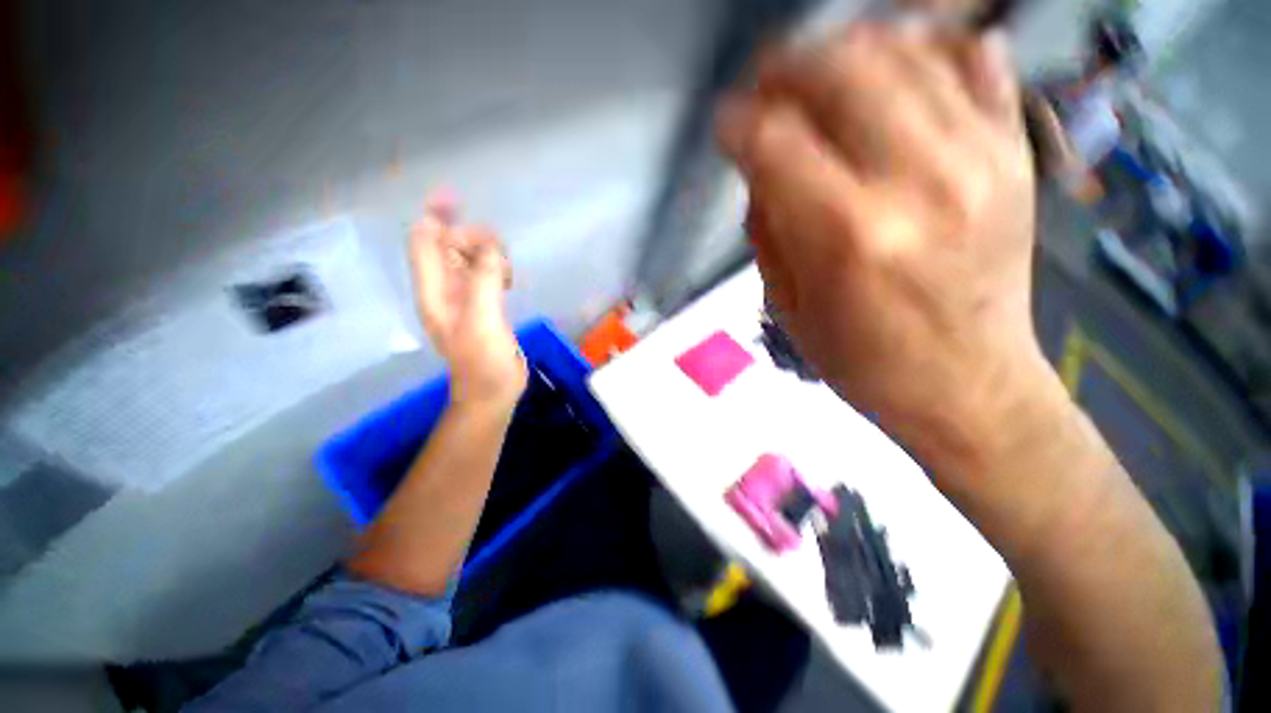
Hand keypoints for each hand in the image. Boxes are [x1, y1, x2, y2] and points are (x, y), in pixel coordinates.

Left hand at [409, 193, 526, 409]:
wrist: (492, 391)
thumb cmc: (484, 361)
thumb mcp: (483, 319)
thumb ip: (484, 280)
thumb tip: (493, 248)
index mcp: (434, 290)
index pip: (424, 242)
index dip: (435, 217)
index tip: (455, 197)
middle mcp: (443, 289)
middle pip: (447, 245)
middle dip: (470, 237)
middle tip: (499, 251)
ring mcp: (463, 298)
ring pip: (468, 259)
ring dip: (487, 253)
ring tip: (507, 271)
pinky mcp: (482, 306)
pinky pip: (484, 274)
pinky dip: (495, 267)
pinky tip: (509, 278)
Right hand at [717, 25, 1048, 453]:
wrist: (968, 384)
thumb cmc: (863, 360)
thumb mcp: (787, 306)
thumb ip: (769, 228)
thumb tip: (761, 167)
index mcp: (848, 236)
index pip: (774, 142)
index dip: (737, 123)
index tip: (724, 125)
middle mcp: (918, 181)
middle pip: (841, 70)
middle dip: (786, 67)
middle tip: (764, 87)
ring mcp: (981, 156)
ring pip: (905, 48)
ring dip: (845, 49)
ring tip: (818, 76)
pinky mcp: (1015, 152)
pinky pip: (974, 58)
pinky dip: (926, 44)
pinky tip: (895, 67)